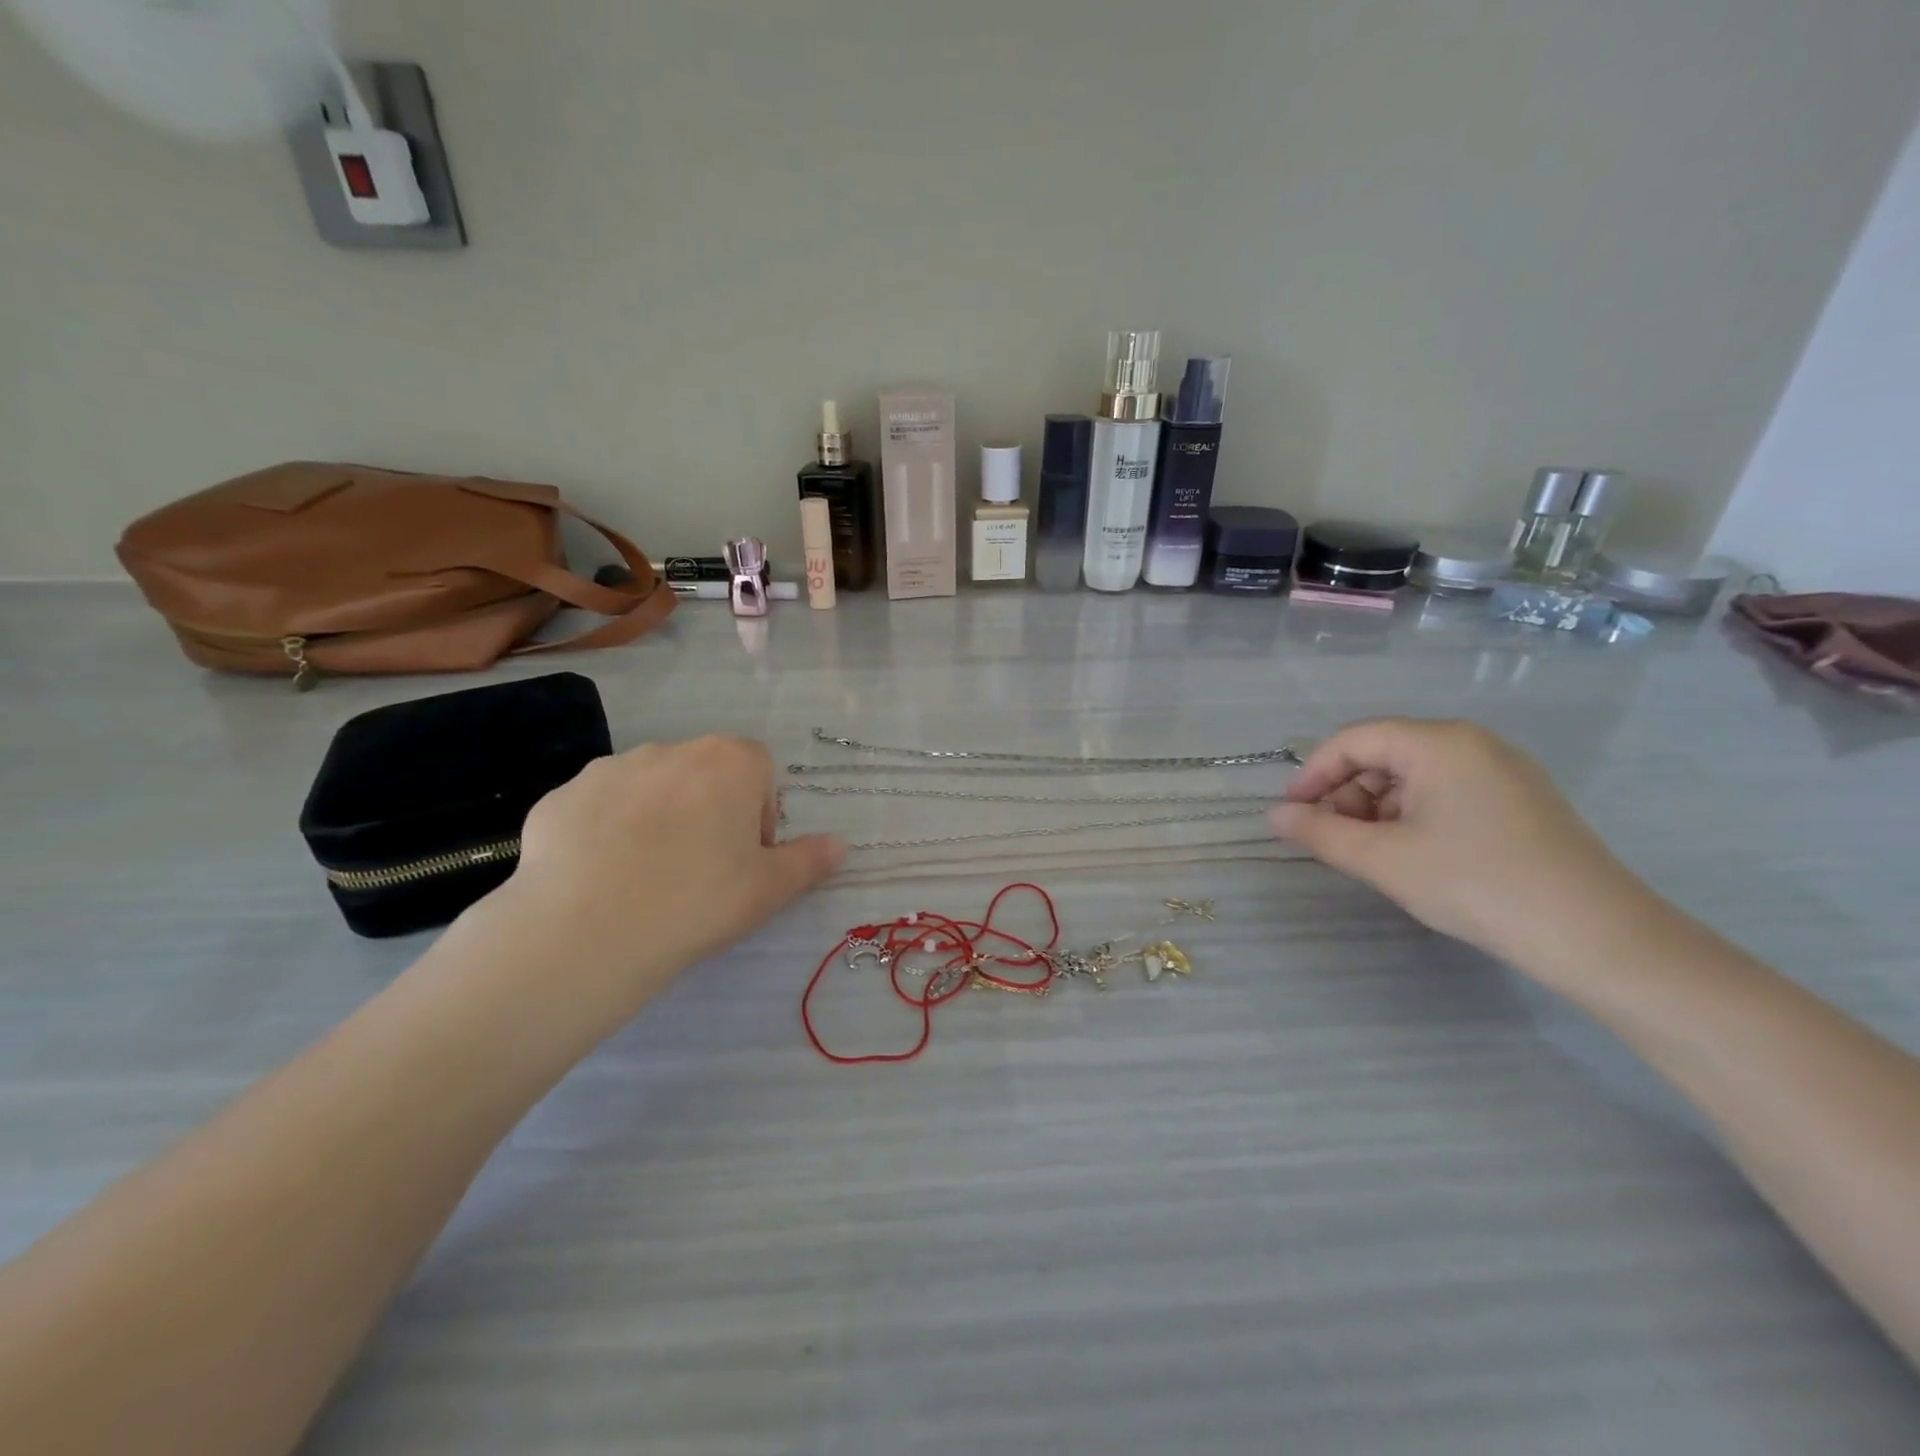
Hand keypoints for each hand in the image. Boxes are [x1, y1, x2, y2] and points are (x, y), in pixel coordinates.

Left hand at [474, 737, 843, 1016]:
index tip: (746, 856)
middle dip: (710, 810)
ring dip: (658, 818)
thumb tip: (841, 844)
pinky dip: (605, 833)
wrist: (586, 932)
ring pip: (650, 789)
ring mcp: (609, 769)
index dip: (760, 811)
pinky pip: (597, 809)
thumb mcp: (769, 890)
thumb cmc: (698, 901)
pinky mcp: (561, 797)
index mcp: (728, 762)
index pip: (759, 768)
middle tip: (701, 871)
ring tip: (647, 878)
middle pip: (704, 774)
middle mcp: (670, 750)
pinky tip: (600, 879)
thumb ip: (810, 860)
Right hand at [1270, 718, 1649, 975]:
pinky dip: (1414, 816)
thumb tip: (1274, 816)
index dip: (1313, 773)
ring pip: (1414, 775)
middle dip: (1347, 794)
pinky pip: (1447, 791)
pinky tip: (1414, 855)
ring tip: (1372, 854)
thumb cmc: (1476, 885)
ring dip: (1378, 808)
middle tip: (1332, 840)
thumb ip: (1319, 833)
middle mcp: (1473, 743)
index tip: (1291, 813)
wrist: (1597, 936)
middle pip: (1384, 754)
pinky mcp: (1521, 799)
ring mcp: (1503, 769)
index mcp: (1439, 743)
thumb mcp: (1383, 860)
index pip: (1353, 740)